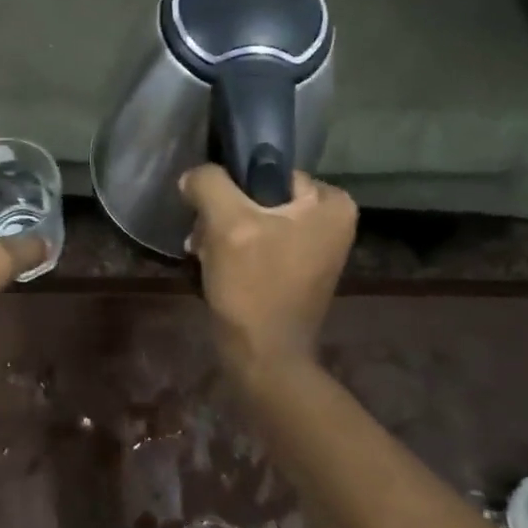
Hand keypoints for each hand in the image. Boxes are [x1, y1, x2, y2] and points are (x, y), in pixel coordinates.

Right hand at [181, 164, 356, 370]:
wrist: (263, 356)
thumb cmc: (253, 286)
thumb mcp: (227, 224)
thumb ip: (208, 184)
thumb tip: (194, 177)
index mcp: (331, 203)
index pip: (268, 171)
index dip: (233, 188)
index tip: (211, 215)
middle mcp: (333, 221)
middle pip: (260, 196)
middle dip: (225, 215)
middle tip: (204, 240)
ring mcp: (317, 248)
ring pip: (254, 220)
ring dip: (223, 235)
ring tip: (204, 254)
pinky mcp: (298, 271)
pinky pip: (260, 243)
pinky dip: (235, 252)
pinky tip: (214, 266)